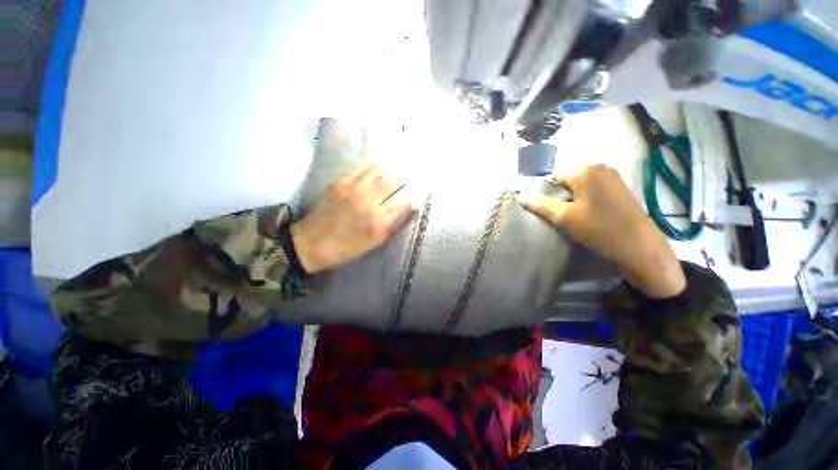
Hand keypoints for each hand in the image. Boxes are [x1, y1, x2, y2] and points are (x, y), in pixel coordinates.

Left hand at [290, 163, 413, 273]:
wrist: (312, 242)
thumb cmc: (348, 247)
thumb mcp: (376, 242)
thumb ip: (395, 223)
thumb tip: (411, 207)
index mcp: (378, 222)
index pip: (404, 201)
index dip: (411, 197)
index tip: (414, 196)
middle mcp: (367, 201)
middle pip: (393, 180)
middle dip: (403, 180)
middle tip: (404, 182)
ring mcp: (352, 189)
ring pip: (378, 169)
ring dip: (388, 171)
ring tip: (390, 176)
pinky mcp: (339, 182)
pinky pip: (362, 168)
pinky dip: (373, 169)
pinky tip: (374, 175)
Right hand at [519, 165, 684, 297]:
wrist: (639, 247)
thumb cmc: (598, 229)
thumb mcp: (564, 217)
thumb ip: (540, 204)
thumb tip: (521, 197)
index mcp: (585, 170)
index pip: (554, 175)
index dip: (546, 192)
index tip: (547, 209)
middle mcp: (600, 167)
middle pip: (568, 179)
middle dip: (560, 195)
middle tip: (560, 215)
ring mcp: (613, 177)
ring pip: (580, 185)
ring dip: (572, 198)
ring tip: (573, 217)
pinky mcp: (620, 188)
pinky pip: (593, 189)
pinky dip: (586, 199)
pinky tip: (588, 215)